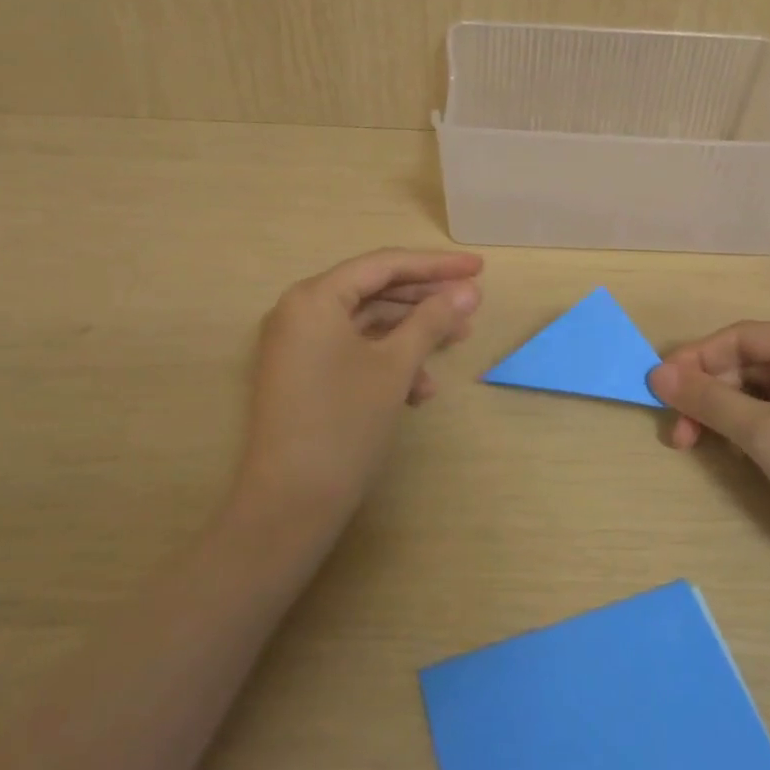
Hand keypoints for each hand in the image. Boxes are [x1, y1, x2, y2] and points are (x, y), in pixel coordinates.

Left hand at [234, 249, 482, 536]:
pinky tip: (421, 390)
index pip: (384, 265)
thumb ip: (432, 319)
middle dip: (427, 301)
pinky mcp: (304, 375)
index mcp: (315, 298)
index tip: (479, 268)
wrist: (290, 504)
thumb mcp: (395, 366)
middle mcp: (300, 312)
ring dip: (413, 334)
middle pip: (376, 292)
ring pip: (368, 325)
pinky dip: (389, 362)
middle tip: (472, 305)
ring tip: (457, 344)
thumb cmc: (345, 422)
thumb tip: (470, 289)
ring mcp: (299, 346)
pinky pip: (354, 352)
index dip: (436, 265)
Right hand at [650, 324, 769, 577]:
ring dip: (723, 414)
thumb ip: (708, 399)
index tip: (658, 388)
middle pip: (748, 364)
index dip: (695, 359)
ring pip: (758, 391)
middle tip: (677, 432)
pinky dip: (748, 428)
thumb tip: (656, 374)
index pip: (741, 337)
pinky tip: (733, 451)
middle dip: (708, 394)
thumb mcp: (764, 435)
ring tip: (696, 444)